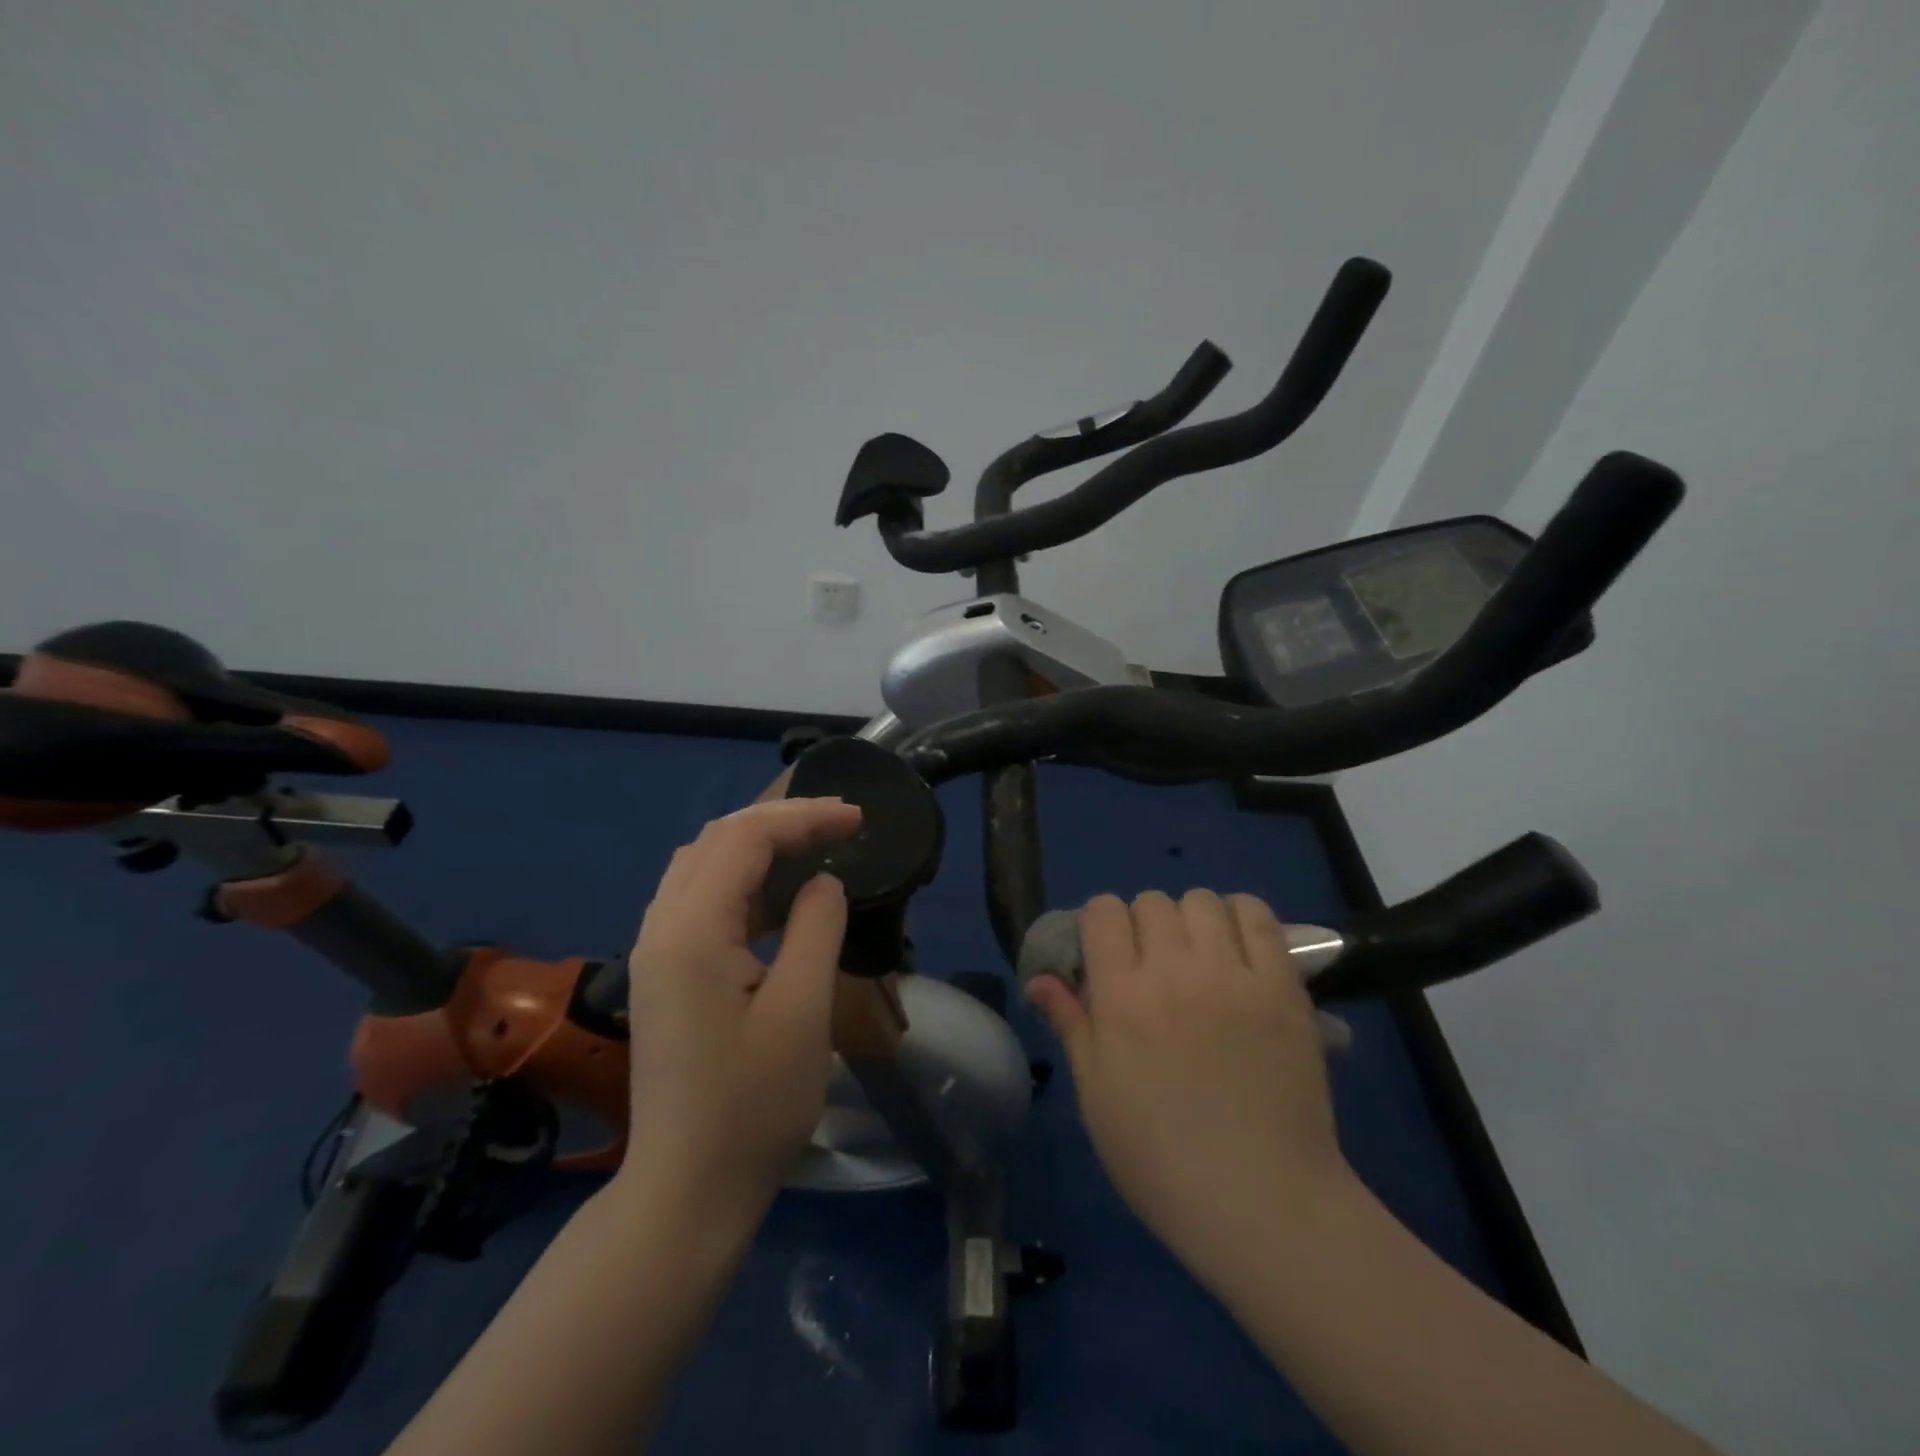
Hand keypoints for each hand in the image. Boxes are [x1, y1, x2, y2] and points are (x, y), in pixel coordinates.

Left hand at [619, 796, 862, 1215]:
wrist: (686, 1192)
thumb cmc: (753, 1107)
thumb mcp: (802, 1012)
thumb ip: (816, 928)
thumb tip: (823, 882)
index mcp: (691, 931)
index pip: (745, 837)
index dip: (804, 817)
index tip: (858, 819)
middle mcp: (661, 927)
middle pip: (717, 839)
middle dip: (781, 820)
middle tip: (840, 825)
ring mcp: (655, 951)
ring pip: (702, 864)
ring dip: (758, 843)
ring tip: (815, 845)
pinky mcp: (663, 974)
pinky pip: (699, 897)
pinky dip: (742, 877)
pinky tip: (778, 894)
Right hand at [1025, 891, 1351, 1268]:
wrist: (1261, 1203)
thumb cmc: (1160, 1159)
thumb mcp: (1096, 1095)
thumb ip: (1070, 1024)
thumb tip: (1039, 979)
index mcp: (1121, 997)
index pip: (1103, 912)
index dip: (1100, 925)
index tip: (1107, 954)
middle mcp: (1174, 972)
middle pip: (1151, 902)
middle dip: (1143, 924)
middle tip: (1154, 964)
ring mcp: (1233, 975)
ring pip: (1202, 900)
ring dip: (1192, 918)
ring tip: (1199, 956)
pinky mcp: (1283, 987)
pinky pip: (1259, 917)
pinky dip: (1241, 917)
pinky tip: (1237, 949)